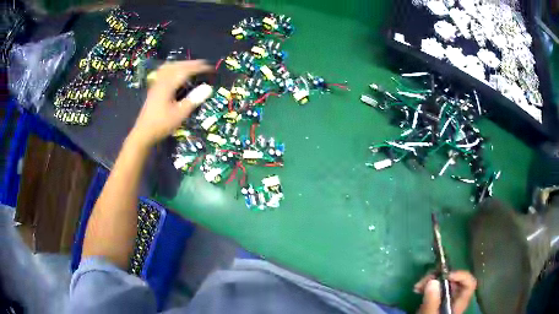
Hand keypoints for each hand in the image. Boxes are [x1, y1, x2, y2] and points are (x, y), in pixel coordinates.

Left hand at [130, 60, 212, 147]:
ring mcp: (156, 84)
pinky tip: (174, 72)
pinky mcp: (153, 89)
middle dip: (191, 63)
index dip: (199, 68)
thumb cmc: (162, 124)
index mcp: (168, 85)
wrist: (143, 133)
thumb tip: (208, 88)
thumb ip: (194, 100)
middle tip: (203, 65)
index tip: (210, 68)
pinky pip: (163, 72)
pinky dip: (172, 68)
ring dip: (181, 64)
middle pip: (177, 66)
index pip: (186, 71)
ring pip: (169, 67)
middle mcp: (161, 81)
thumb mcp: (180, 114)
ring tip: (190, 66)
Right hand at [415, 271, 476, 313]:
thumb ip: (432, 302)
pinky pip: (436, 288)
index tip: (445, 275)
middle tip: (426, 279)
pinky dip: (428, 286)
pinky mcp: (437, 300)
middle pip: (455, 280)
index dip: (460, 275)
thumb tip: (433, 281)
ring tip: (418, 286)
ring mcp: (446, 299)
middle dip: (440, 276)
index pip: (469, 283)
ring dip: (431, 280)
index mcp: (460, 303)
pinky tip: (418, 289)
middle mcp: (456, 298)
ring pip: (444, 282)